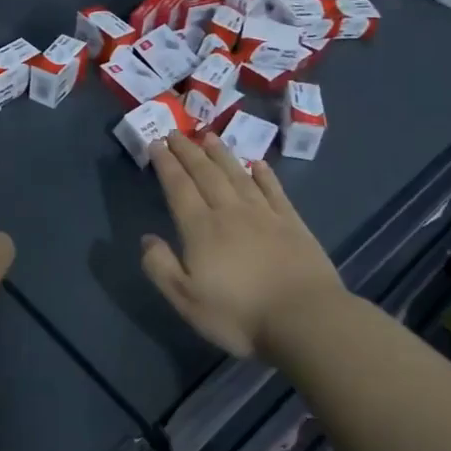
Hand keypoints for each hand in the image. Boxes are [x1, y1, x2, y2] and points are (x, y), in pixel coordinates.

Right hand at [141, 133, 347, 358]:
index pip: (179, 188)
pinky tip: (258, 164)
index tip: (156, 143)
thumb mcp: (187, 301)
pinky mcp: (292, 222)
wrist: (304, 318)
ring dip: (221, 154)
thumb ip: (162, 267)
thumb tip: (146, 239)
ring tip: (209, 137)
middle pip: (205, 174)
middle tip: (176, 132)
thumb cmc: (240, 315)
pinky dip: (264, 174)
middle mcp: (230, 212)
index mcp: (201, 229)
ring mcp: (264, 214)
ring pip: (237, 175)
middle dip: (188, 152)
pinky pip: (274, 190)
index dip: (166, 164)